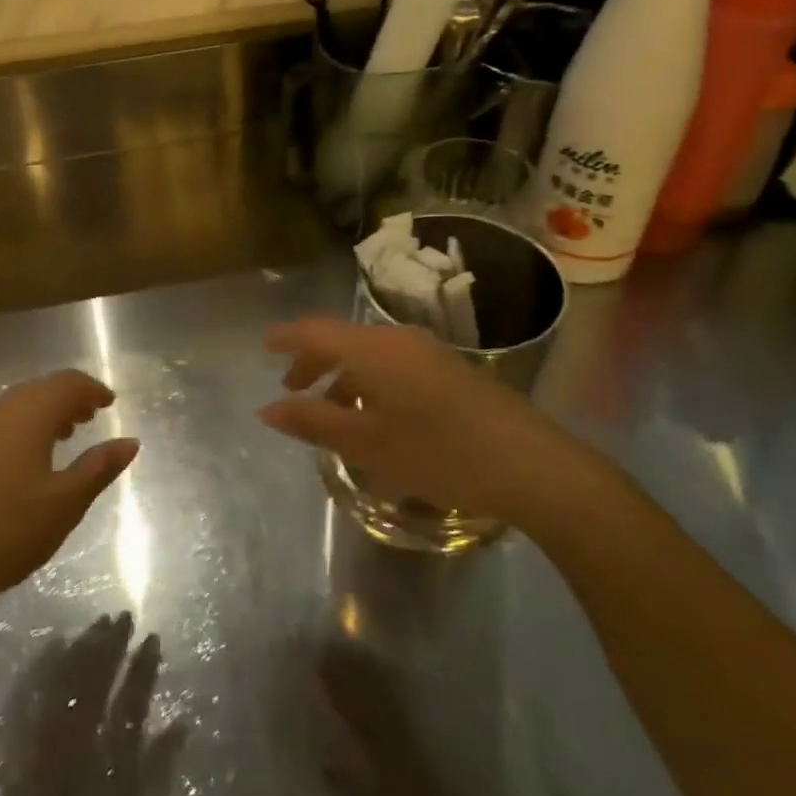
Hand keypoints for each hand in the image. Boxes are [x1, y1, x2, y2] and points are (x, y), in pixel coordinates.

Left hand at [0, 370, 136, 613]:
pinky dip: (16, 431)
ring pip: (13, 408)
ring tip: (59, 439)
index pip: (67, 384)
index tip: (110, 403)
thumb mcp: (64, 504)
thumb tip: (130, 442)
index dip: (91, 389)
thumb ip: (98, 468)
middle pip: (38, 391)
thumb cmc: (4, 531)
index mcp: (28, 415)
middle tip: (89, 418)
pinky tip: (18, 464)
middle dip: (67, 400)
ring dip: (41, 415)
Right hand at [260, 316, 589, 527]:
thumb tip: (267, 409)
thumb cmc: (438, 453)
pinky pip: (394, 365)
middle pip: (343, 340)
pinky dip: (371, 383)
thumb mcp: (367, 444)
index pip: (315, 331)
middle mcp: (398, 339)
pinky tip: (377, 417)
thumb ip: (313, 423)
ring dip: (344, 377)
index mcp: (372, 350)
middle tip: (293, 389)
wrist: (531, 464)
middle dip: (313, 362)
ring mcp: (429, 352)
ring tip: (333, 413)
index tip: (264, 346)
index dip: (286, 338)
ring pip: (370, 354)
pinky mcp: (450, 369)